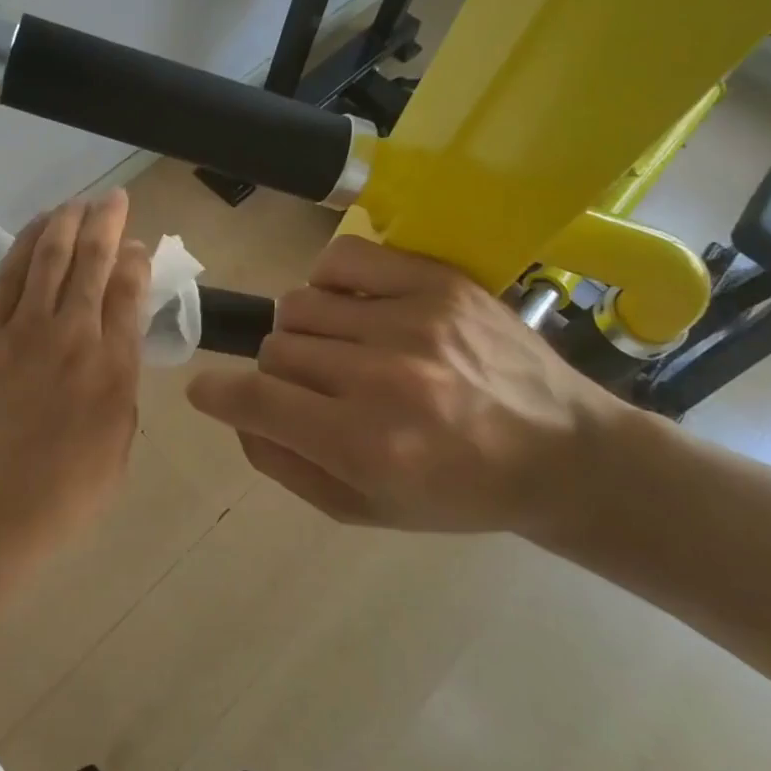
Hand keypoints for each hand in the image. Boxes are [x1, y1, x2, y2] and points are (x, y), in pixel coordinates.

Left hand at [0, 190, 151, 551]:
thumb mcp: (116, 452)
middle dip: (108, 222)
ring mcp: (24, 329)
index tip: (139, 246)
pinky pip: (9, 275)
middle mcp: (74, 335)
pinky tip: (38, 228)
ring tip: (79, 202)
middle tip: (116, 200)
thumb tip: (119, 348)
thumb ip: (121, 393)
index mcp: (114, 368)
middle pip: (94, 260)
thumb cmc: (58, 498)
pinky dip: (26, 243)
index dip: (137, 259)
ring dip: (68, 220)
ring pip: (51, 255)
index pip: (130, 291)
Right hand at [186, 234, 629, 534]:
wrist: (562, 452)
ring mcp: (411, 320)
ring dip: (305, 334)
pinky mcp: (435, 280)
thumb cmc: (459, 493)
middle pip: (274, 350)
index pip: (256, 400)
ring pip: (299, 306)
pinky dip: (328, 284)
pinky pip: (340, 260)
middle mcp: (384, 378)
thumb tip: (235, 412)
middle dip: (279, 375)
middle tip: (316, 391)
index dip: (218, 394)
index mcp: (367, 446)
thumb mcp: (365, 510)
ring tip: (342, 351)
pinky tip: (352, 310)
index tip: (208, 392)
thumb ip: (286, 465)